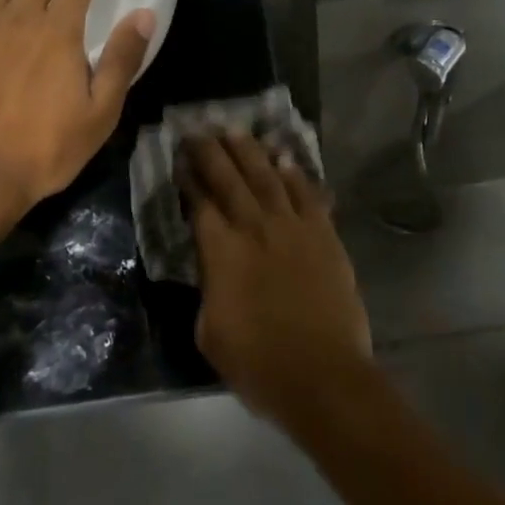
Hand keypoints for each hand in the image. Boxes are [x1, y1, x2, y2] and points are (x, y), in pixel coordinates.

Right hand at [182, 133, 372, 421]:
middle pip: (230, 179)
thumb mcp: (210, 332)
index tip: (179, 158)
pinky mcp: (324, 234)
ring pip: (268, 177)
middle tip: (200, 130)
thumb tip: (213, 268)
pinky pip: (307, 194)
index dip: (188, 178)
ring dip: (250, 151)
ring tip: (236, 130)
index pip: (199, 203)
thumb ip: (208, 289)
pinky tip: (285, 158)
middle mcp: (254, 228)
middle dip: (212, 152)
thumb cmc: (258, 363)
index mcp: (221, 252)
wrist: (322, 375)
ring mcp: (293, 227)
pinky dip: (295, 173)